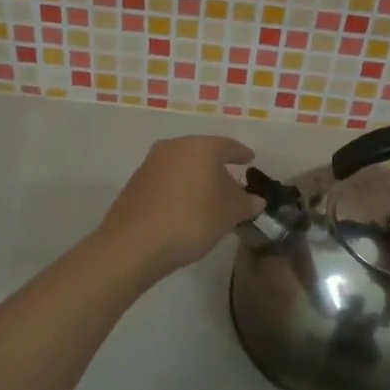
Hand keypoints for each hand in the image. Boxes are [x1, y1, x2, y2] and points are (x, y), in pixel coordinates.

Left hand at [99, 135, 265, 278]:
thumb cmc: (191, 220)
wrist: (134, 243)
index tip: (250, 160)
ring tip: (208, 201)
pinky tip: (184, 209)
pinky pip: (166, 180)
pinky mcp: (136, 182)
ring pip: (182, 167)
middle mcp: (174, 147)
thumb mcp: (228, 215)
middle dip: (218, 170)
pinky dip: (179, 189)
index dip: (241, 154)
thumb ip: (245, 203)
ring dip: (196, 180)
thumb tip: (255, 200)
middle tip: (231, 187)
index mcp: (200, 147)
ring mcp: (151, 163)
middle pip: (203, 154)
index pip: (228, 146)